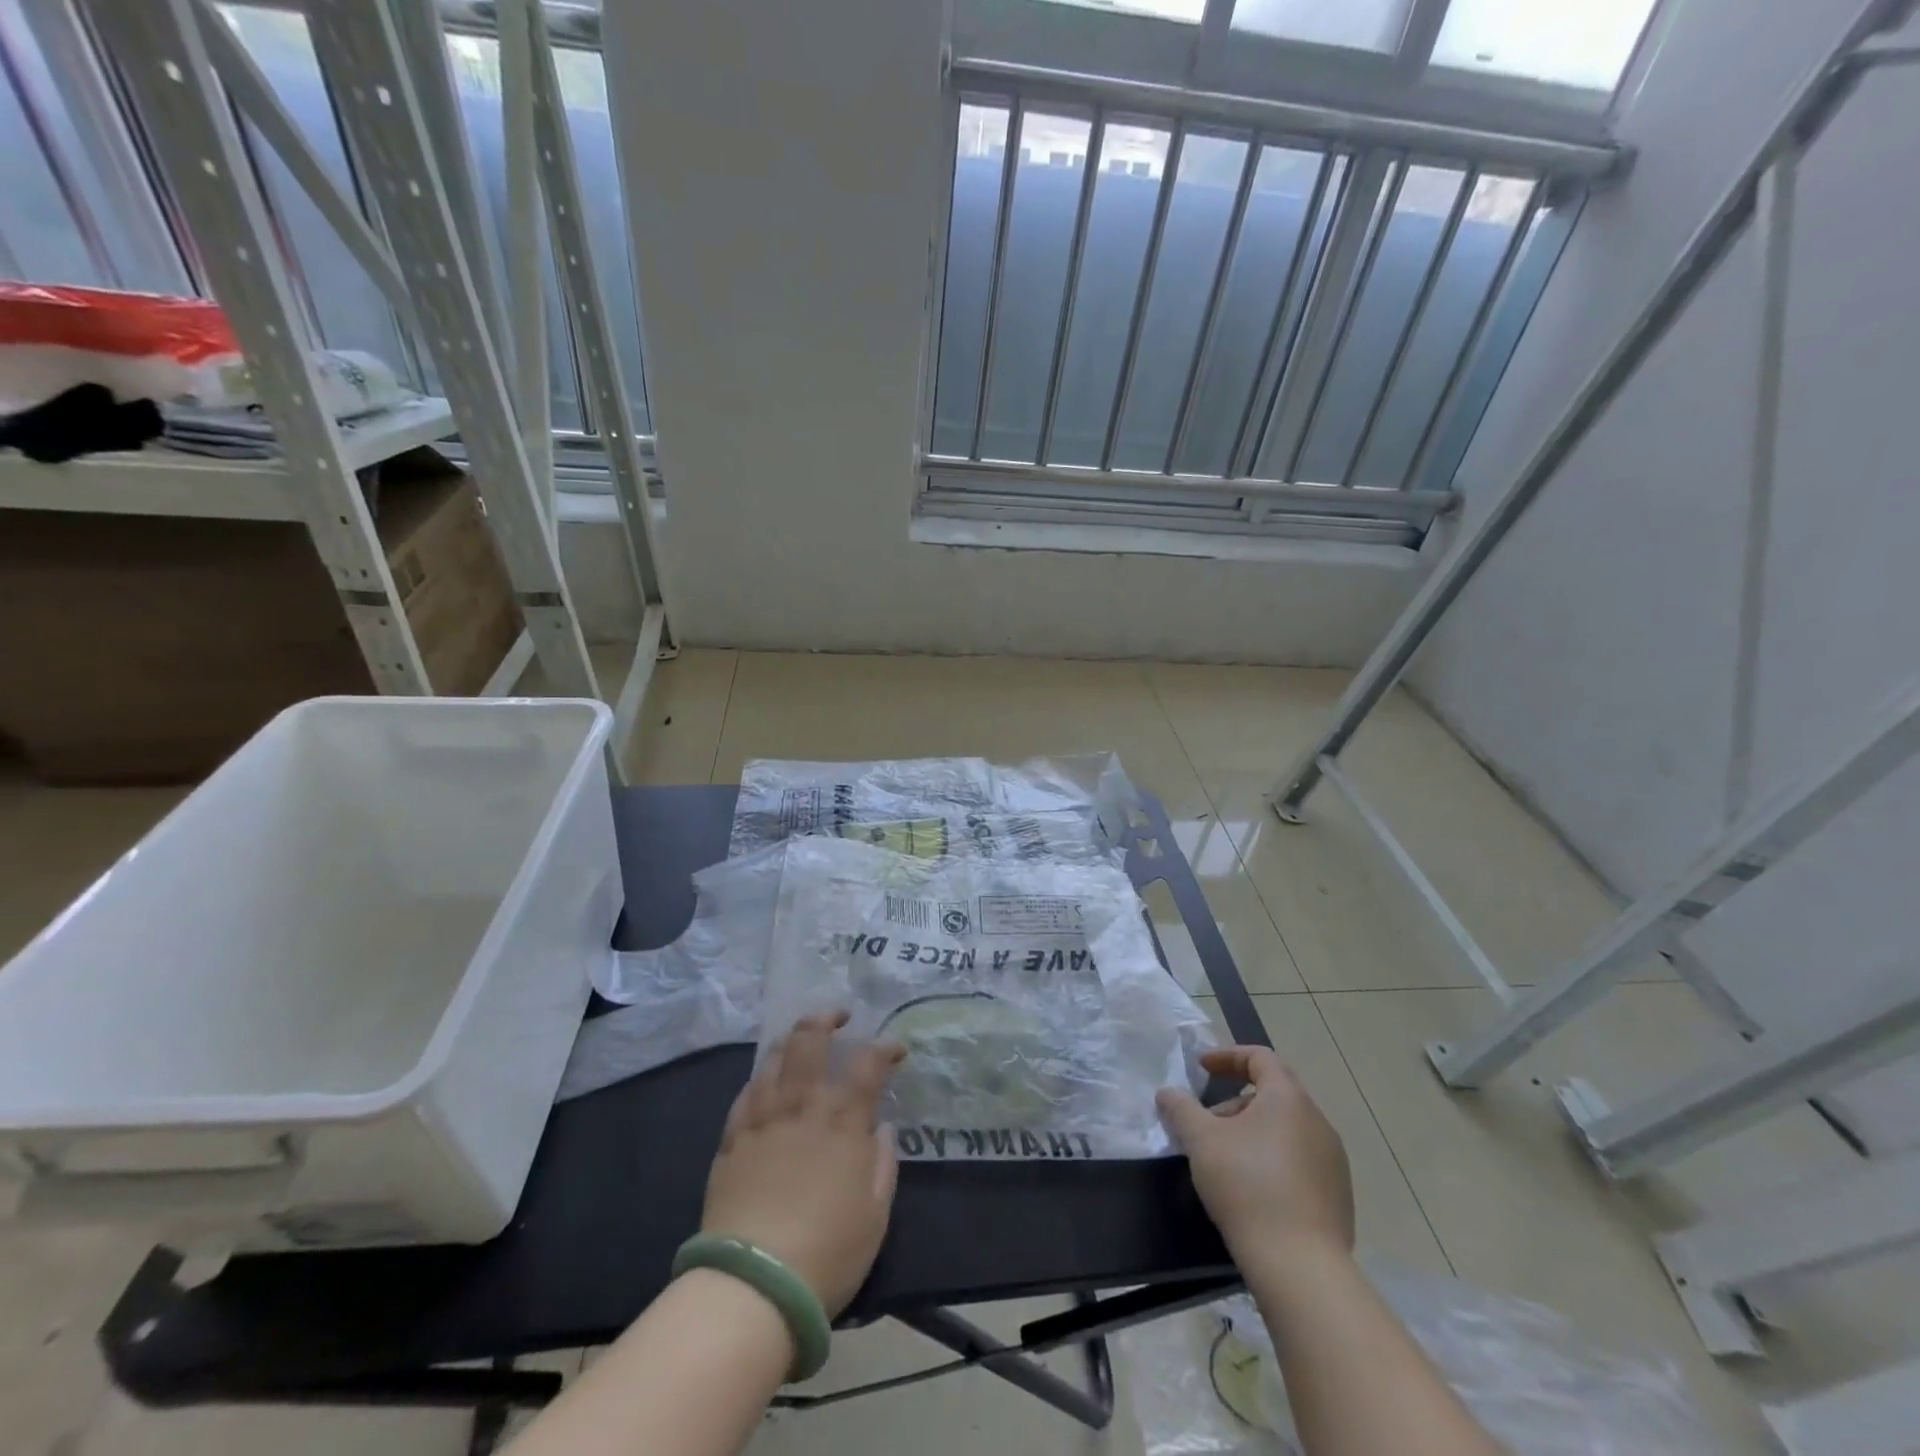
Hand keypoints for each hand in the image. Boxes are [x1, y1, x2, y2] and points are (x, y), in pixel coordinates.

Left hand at [701, 1011, 905, 1316]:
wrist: (753, 1286)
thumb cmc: (827, 1253)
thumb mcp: (875, 1216)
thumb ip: (882, 1164)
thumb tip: (882, 1129)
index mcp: (843, 1122)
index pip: (868, 1063)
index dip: (884, 1047)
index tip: (895, 1049)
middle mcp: (803, 1107)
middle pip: (810, 1040)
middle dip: (826, 1018)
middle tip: (839, 1017)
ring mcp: (763, 1119)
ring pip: (774, 1058)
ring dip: (792, 1040)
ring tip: (801, 1039)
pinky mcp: (732, 1140)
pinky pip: (746, 1093)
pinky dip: (761, 1077)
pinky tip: (765, 1080)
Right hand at [1156, 1045, 1353, 1263]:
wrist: (1300, 1266)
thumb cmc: (1247, 1186)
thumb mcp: (1201, 1141)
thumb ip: (1181, 1108)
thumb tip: (1167, 1093)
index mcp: (1288, 1098)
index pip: (1260, 1057)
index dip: (1227, 1056)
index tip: (1201, 1069)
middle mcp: (1317, 1121)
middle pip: (1274, 1093)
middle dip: (1235, 1100)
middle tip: (1207, 1121)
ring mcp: (1333, 1160)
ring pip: (1287, 1128)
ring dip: (1254, 1130)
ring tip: (1226, 1157)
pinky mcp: (1338, 1195)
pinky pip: (1301, 1159)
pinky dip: (1274, 1158)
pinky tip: (1254, 1189)